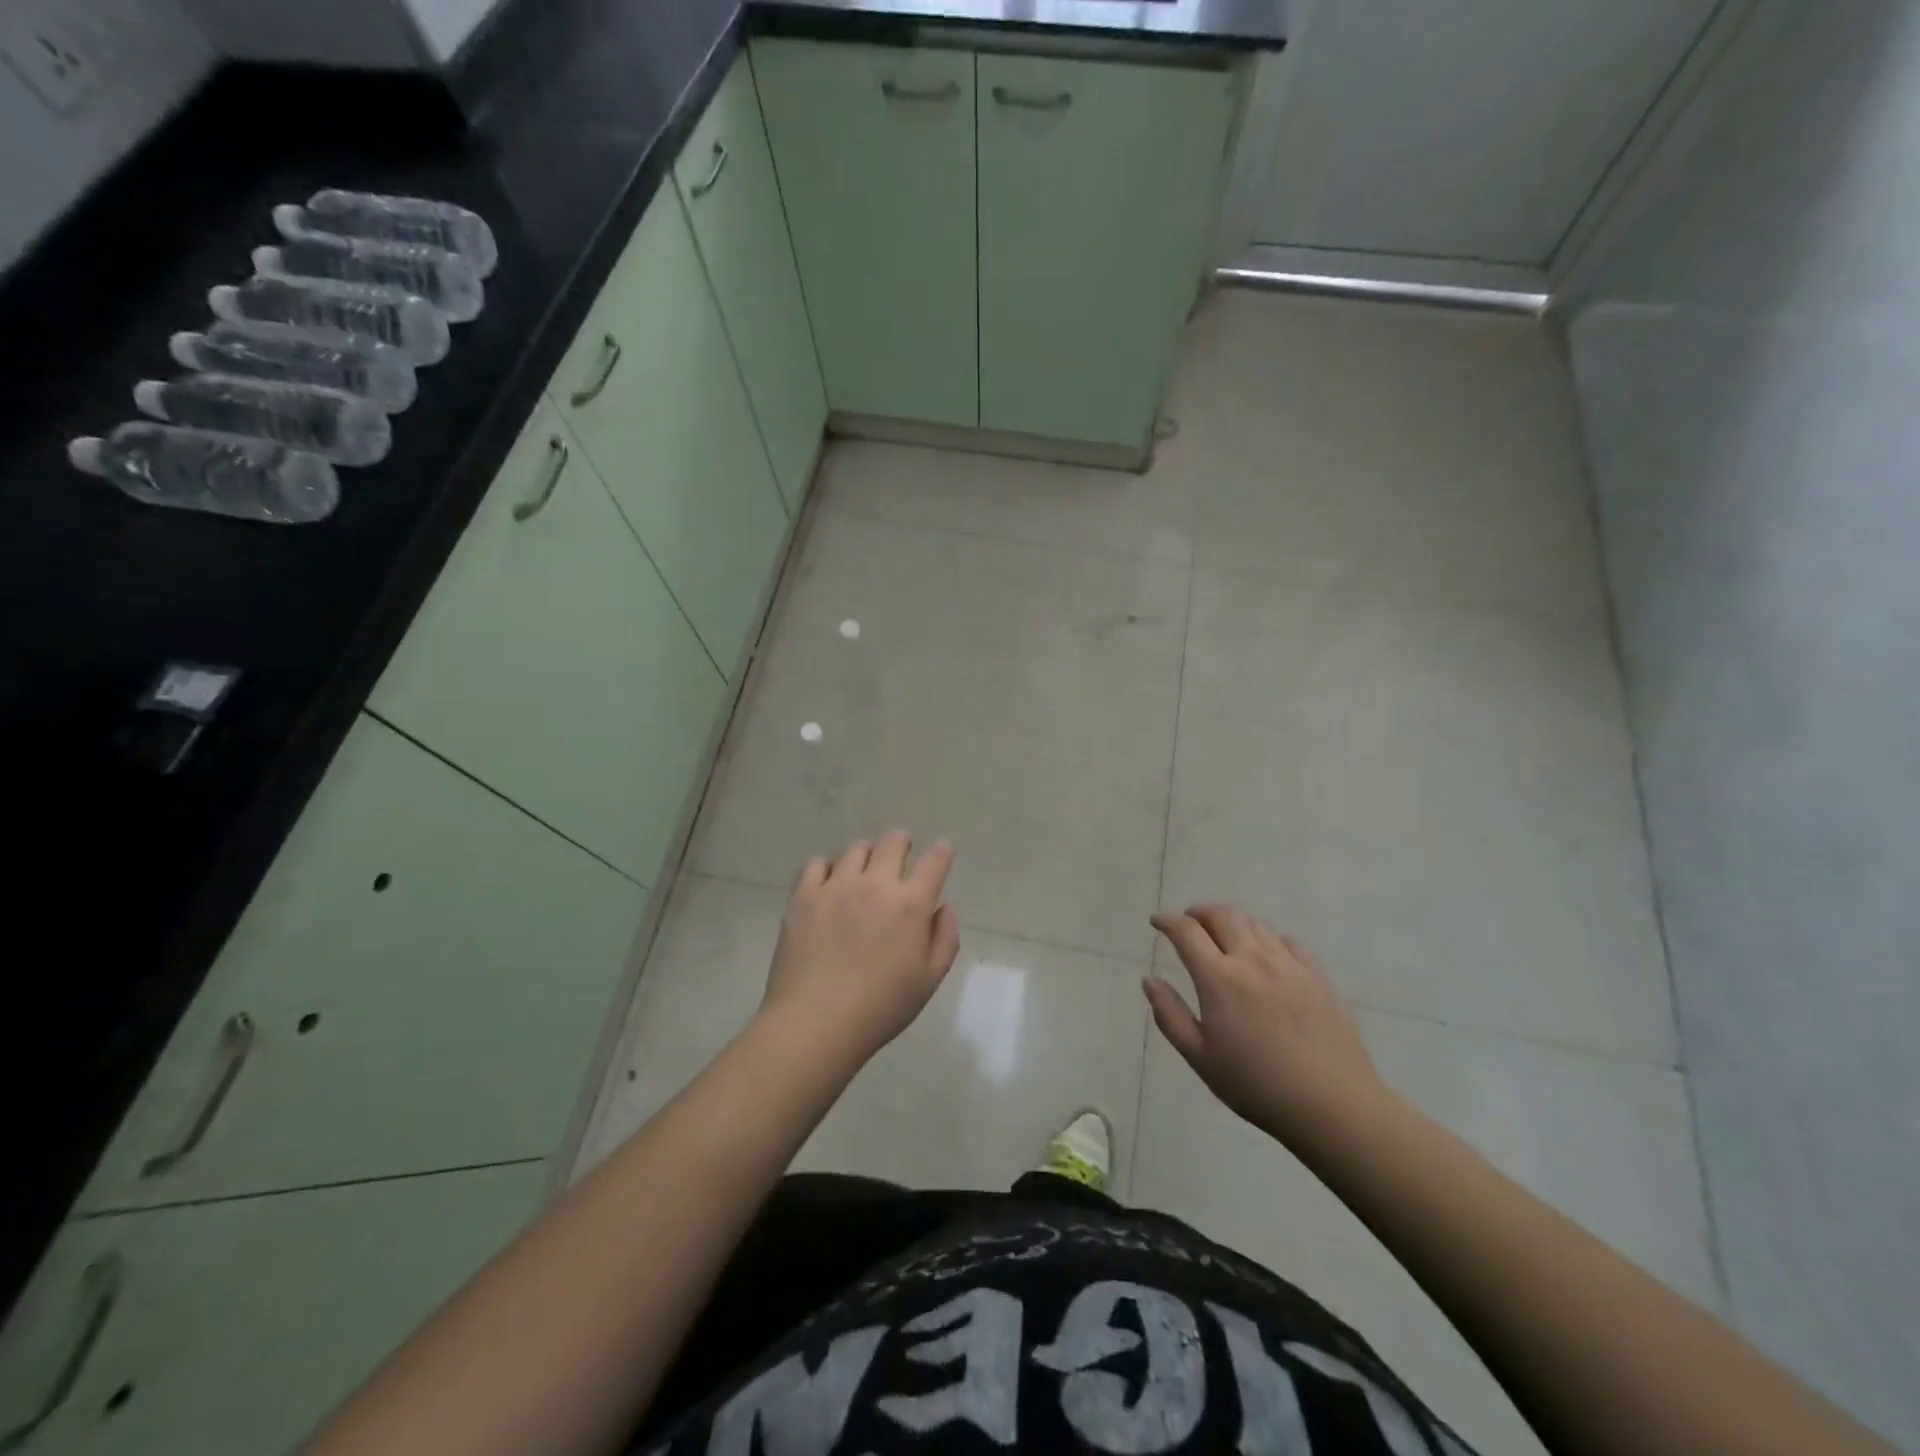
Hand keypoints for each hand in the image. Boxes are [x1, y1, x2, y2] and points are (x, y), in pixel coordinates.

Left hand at [761, 832, 960, 1065]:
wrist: (816, 1023)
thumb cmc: (880, 1008)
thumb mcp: (929, 981)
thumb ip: (945, 938)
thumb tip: (943, 907)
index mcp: (911, 905)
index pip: (935, 861)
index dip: (942, 852)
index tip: (942, 852)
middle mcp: (876, 884)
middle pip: (894, 841)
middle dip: (903, 845)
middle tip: (900, 861)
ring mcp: (836, 886)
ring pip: (857, 848)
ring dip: (867, 857)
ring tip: (862, 877)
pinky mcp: (804, 895)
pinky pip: (818, 863)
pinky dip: (828, 869)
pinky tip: (829, 887)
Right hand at [1147, 904, 1394, 1154]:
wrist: (1333, 1105)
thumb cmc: (1257, 1085)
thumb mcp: (1201, 1058)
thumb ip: (1170, 1015)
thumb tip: (1150, 980)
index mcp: (1219, 978)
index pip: (1186, 932)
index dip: (1167, 921)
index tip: (1157, 922)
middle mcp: (1253, 959)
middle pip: (1222, 915)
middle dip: (1199, 912)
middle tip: (1189, 921)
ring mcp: (1289, 964)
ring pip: (1255, 924)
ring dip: (1232, 922)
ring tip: (1225, 936)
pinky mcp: (1318, 975)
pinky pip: (1287, 941)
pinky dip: (1267, 938)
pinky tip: (1266, 953)